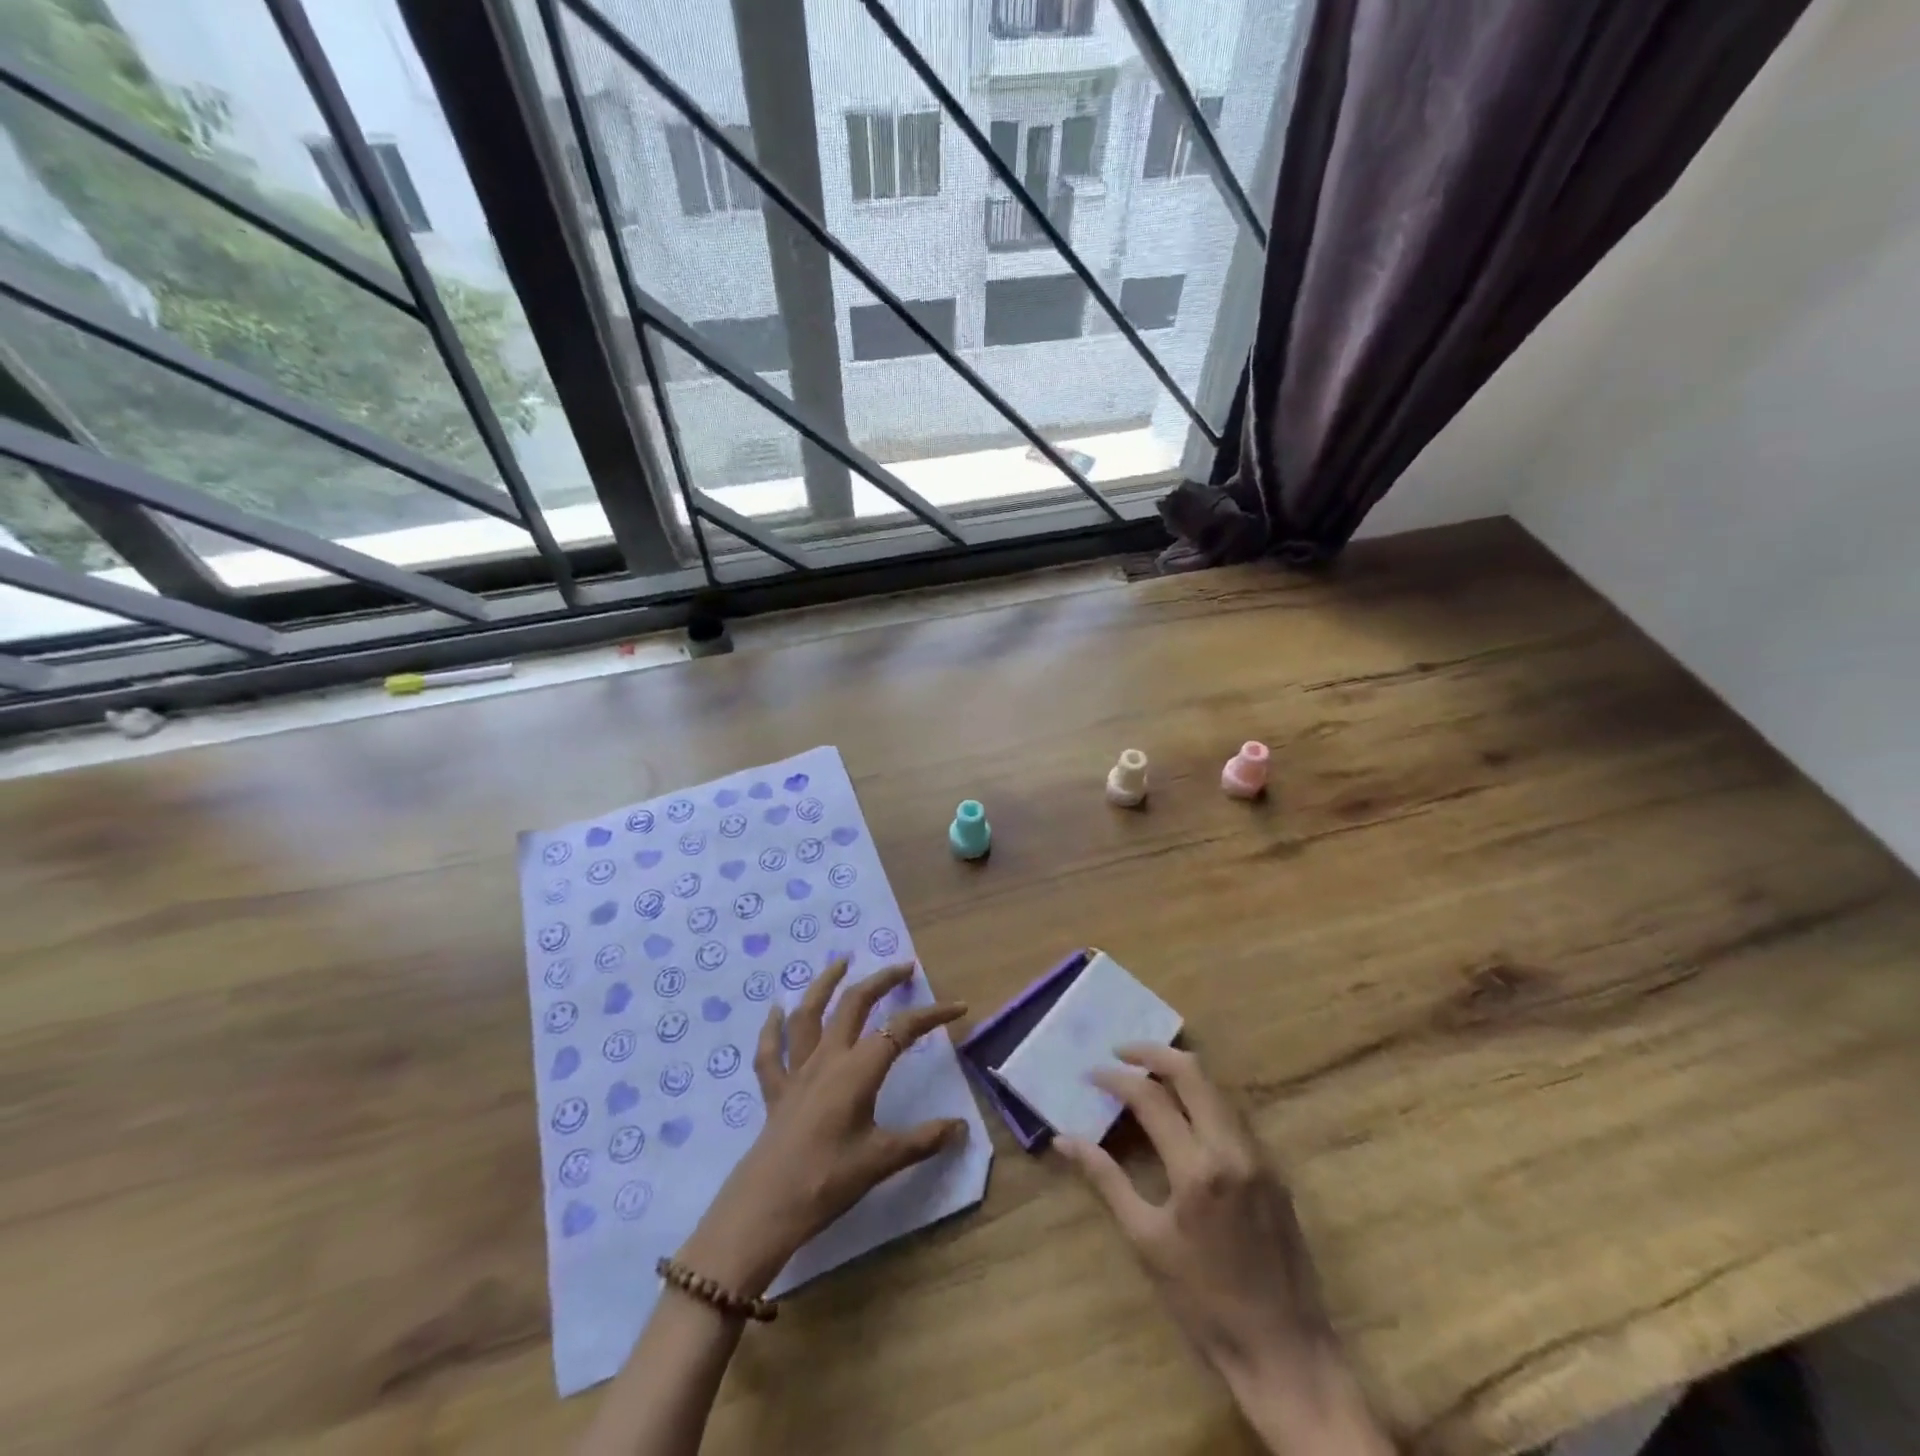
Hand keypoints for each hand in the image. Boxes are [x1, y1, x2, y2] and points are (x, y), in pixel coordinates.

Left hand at [677, 960, 969, 1296]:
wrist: (765, 1209)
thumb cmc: (828, 1181)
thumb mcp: (882, 1161)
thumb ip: (923, 1140)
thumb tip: (960, 1128)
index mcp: (857, 1070)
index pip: (901, 1030)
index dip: (931, 1015)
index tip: (958, 1007)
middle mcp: (827, 1059)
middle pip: (854, 1004)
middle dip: (881, 981)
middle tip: (903, 968)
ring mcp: (796, 1071)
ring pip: (809, 1015)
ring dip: (825, 984)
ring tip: (841, 962)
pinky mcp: (774, 1091)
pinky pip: (770, 1052)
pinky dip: (773, 1029)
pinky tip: (776, 1011)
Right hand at [1057, 1044, 1394, 1454]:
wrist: (1286, 1353)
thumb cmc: (1204, 1303)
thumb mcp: (1146, 1241)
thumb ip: (1106, 1180)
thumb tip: (1065, 1140)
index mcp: (1198, 1168)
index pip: (1150, 1098)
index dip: (1116, 1078)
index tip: (1091, 1073)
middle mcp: (1233, 1148)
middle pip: (1192, 1072)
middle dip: (1152, 1053)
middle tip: (1120, 1052)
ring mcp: (1259, 1156)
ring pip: (1217, 1088)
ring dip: (1180, 1072)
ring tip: (1146, 1074)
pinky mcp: (1274, 1169)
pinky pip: (1234, 1114)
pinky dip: (1203, 1098)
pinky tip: (1183, 1111)